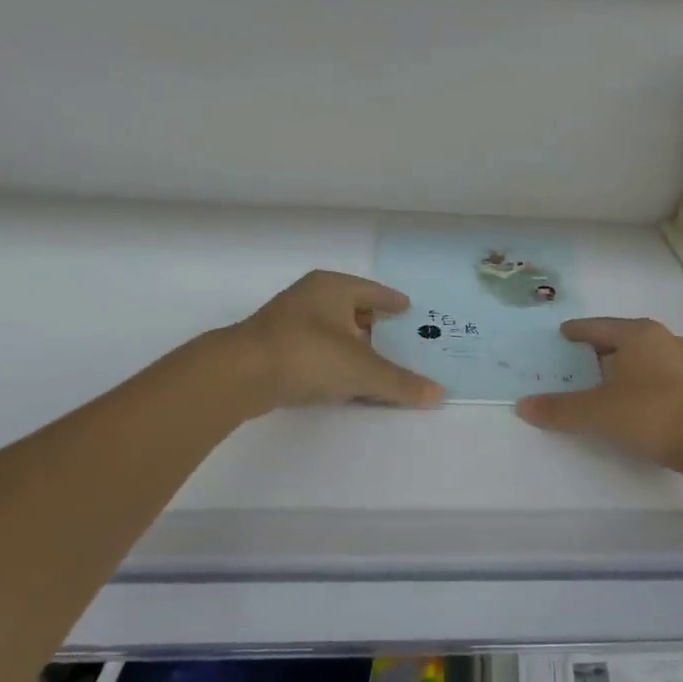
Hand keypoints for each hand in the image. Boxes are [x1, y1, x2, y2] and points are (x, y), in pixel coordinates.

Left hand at [226, 270, 443, 413]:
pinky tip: (342, 374)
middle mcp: (310, 296)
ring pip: (331, 327)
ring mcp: (288, 320)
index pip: (373, 291)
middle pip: (351, 307)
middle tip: (397, 335)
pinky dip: (333, 356)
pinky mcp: (274, 345)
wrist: (241, 373)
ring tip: (373, 357)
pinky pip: (316, 347)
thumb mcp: (363, 370)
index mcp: (333, 288)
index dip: (392, 301)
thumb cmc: (309, 355)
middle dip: (373, 322)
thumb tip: (441, 393)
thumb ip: (401, 383)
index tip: (408, 308)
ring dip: (351, 341)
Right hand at [517, 317, 682, 469]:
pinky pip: (655, 376)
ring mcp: (682, 362)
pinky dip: (637, 383)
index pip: (596, 327)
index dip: (576, 332)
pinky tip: (630, 401)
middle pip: (620, 340)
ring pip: (641, 358)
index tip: (561, 335)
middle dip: (597, 350)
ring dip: (620, 368)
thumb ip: (559, 409)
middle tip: (574, 362)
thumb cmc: (650, 413)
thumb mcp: (597, 412)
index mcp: (636, 334)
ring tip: (599, 383)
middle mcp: (661, 339)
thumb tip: (522, 405)